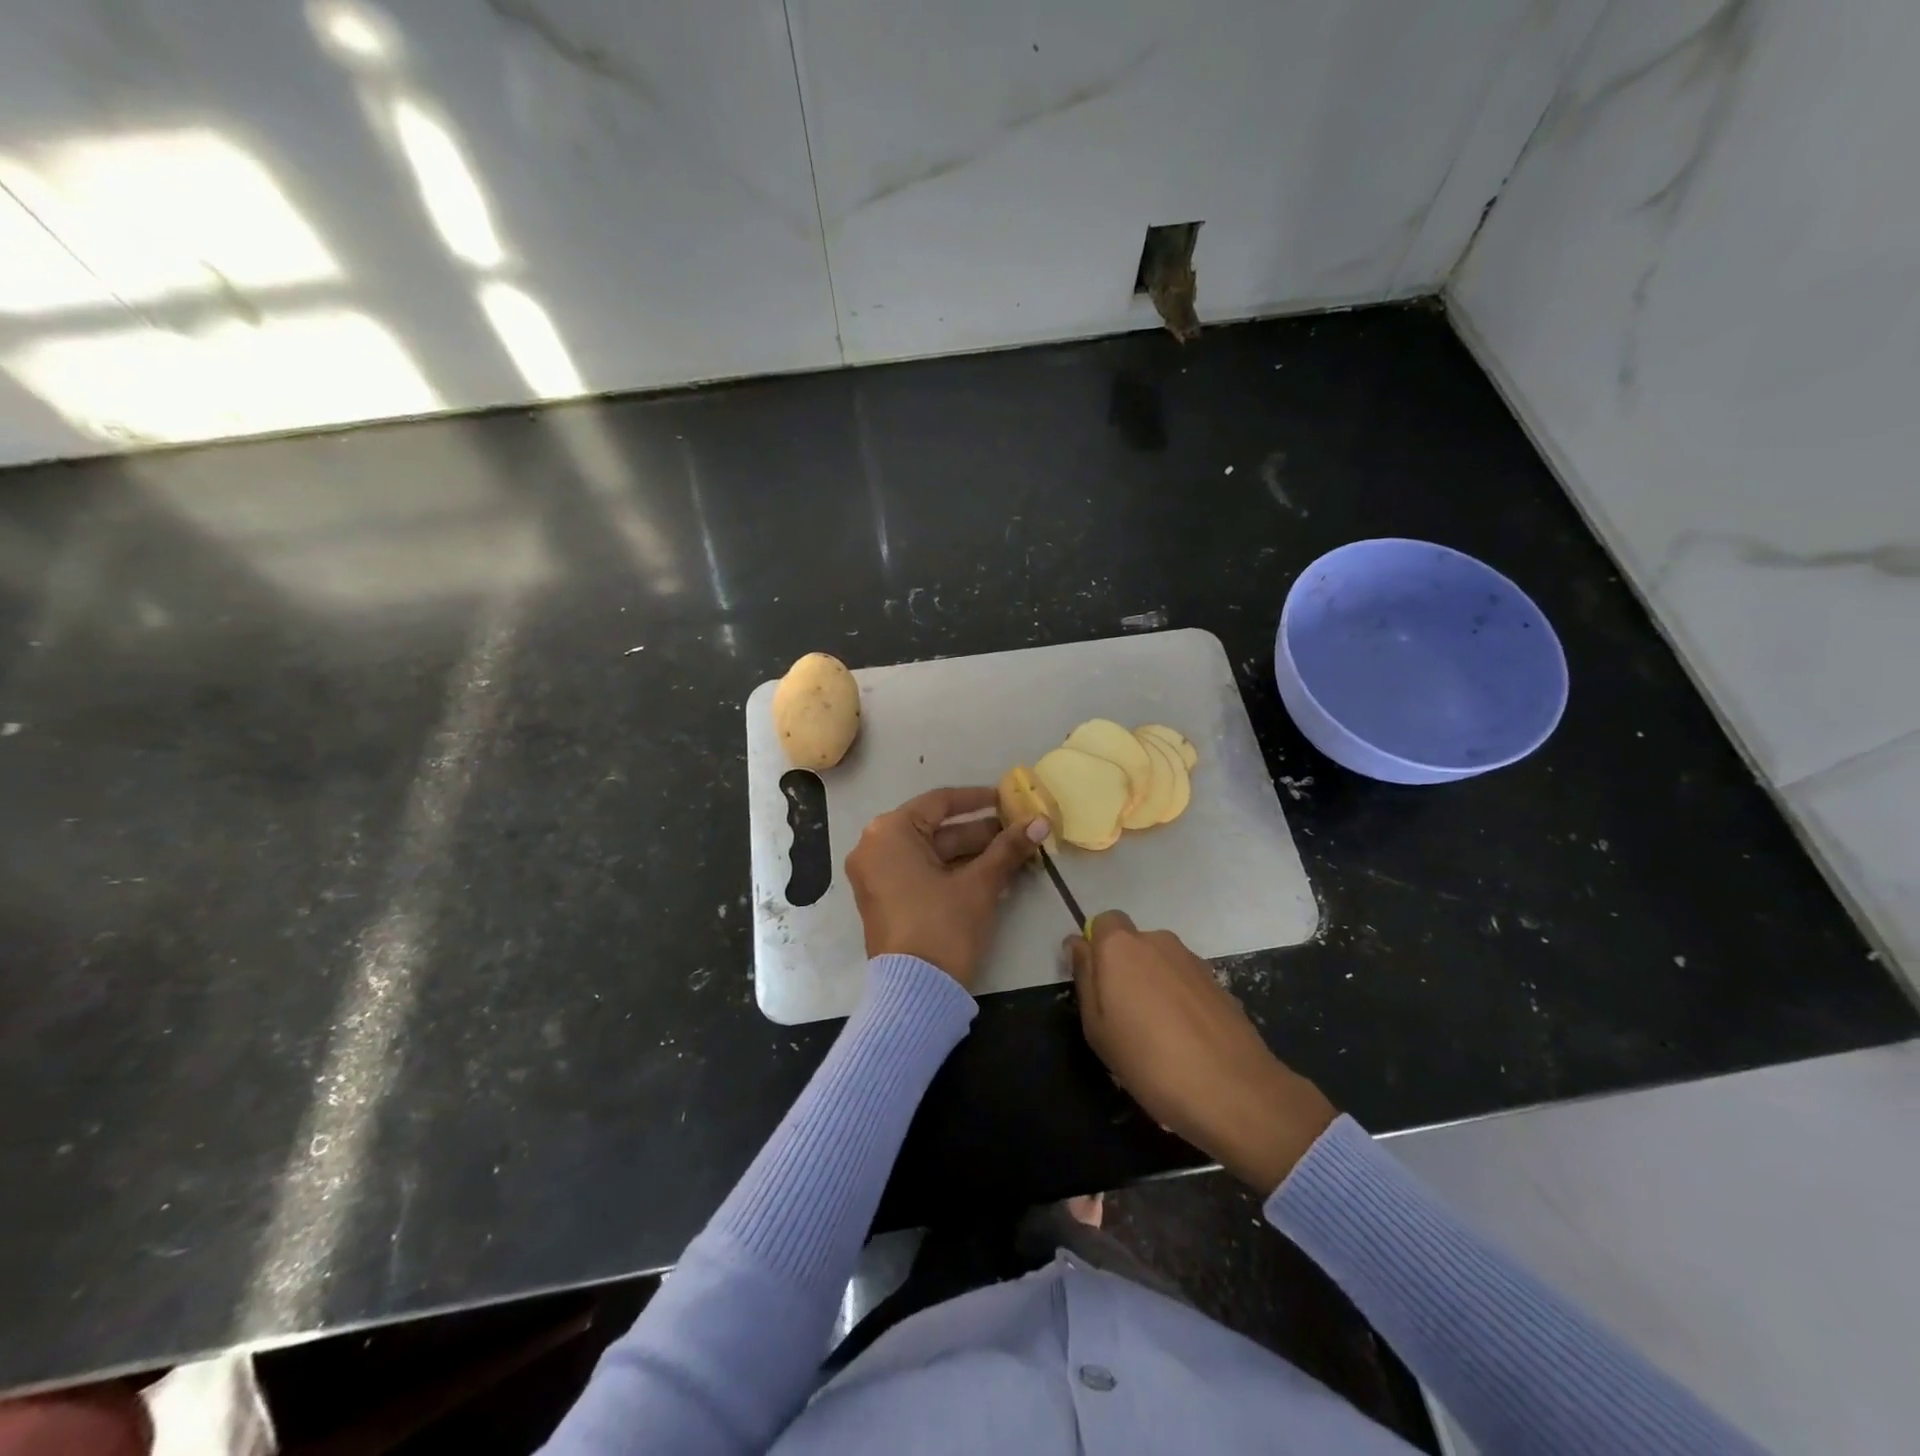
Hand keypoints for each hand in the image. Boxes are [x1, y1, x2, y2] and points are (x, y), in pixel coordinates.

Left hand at [847, 787, 1048, 988]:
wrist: (916, 993)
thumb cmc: (944, 927)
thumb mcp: (980, 884)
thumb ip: (1008, 848)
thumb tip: (1040, 821)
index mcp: (889, 832)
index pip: (939, 802)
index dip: (978, 800)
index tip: (1008, 798)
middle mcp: (875, 847)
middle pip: (936, 830)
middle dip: (981, 832)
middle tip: (1019, 831)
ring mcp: (877, 876)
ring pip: (932, 854)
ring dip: (972, 854)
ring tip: (1014, 853)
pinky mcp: (885, 900)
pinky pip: (922, 873)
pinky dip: (953, 872)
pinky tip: (992, 874)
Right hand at [1068, 912, 1336, 1195]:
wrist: (1233, 1090)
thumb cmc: (1148, 1060)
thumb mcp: (1096, 1027)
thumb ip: (1085, 977)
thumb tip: (1078, 943)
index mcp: (1121, 946)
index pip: (1103, 922)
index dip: (1096, 948)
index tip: (1096, 985)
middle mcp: (1158, 942)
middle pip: (1133, 944)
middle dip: (1125, 971)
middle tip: (1122, 1019)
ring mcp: (1194, 961)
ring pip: (1161, 964)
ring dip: (1154, 987)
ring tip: (1157, 1038)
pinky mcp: (1220, 984)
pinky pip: (1186, 984)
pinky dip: (1180, 1002)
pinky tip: (1185, 1043)